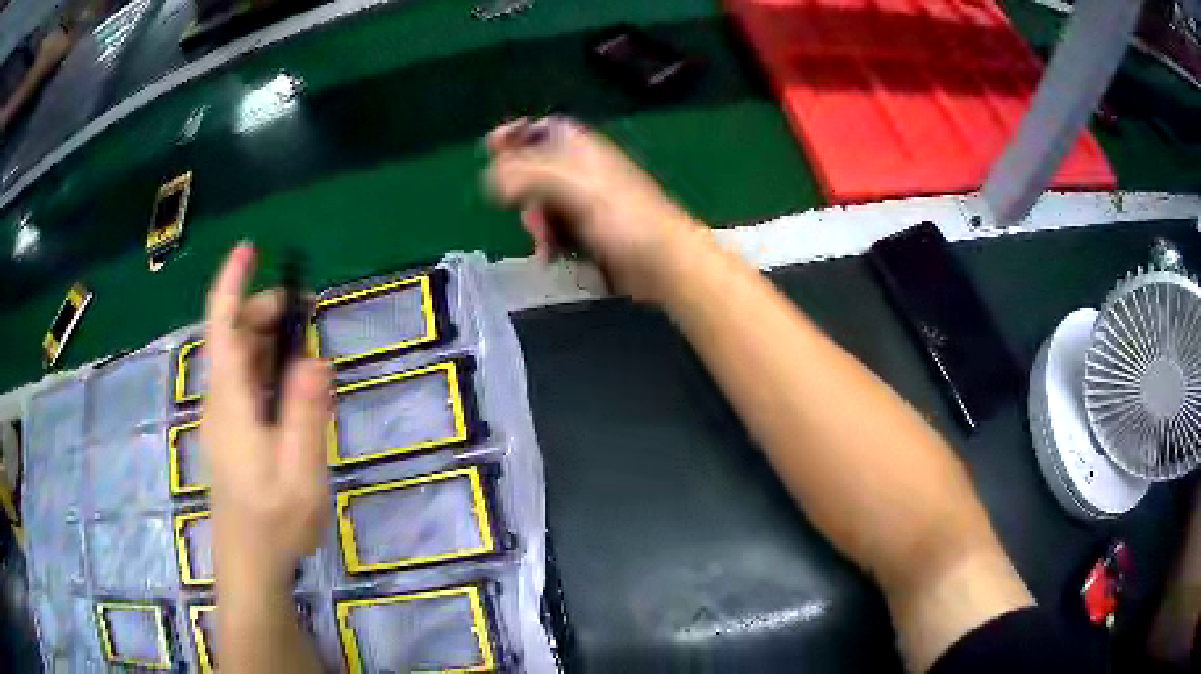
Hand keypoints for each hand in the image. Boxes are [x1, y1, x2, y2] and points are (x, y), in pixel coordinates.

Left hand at [201, 244, 331, 589]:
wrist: (250, 564)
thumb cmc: (273, 522)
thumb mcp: (300, 472)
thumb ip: (305, 415)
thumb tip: (314, 358)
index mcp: (230, 402)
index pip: (221, 329)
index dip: (231, 285)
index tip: (248, 249)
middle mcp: (220, 401)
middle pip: (231, 339)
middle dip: (263, 314)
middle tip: (306, 316)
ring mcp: (223, 419)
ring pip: (240, 362)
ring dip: (269, 345)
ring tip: (308, 357)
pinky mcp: (231, 434)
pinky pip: (246, 386)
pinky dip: (269, 373)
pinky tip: (296, 396)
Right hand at [484, 117, 703, 302]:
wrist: (663, 262)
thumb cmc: (623, 218)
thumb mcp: (572, 187)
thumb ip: (528, 175)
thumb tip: (491, 177)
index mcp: (581, 148)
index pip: (540, 128)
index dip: (515, 133)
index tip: (490, 146)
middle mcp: (581, 170)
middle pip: (533, 170)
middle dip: (521, 192)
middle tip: (527, 213)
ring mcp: (584, 201)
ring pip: (540, 204)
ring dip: (534, 223)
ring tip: (544, 242)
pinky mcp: (588, 231)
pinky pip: (554, 229)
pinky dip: (547, 241)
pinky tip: (550, 256)